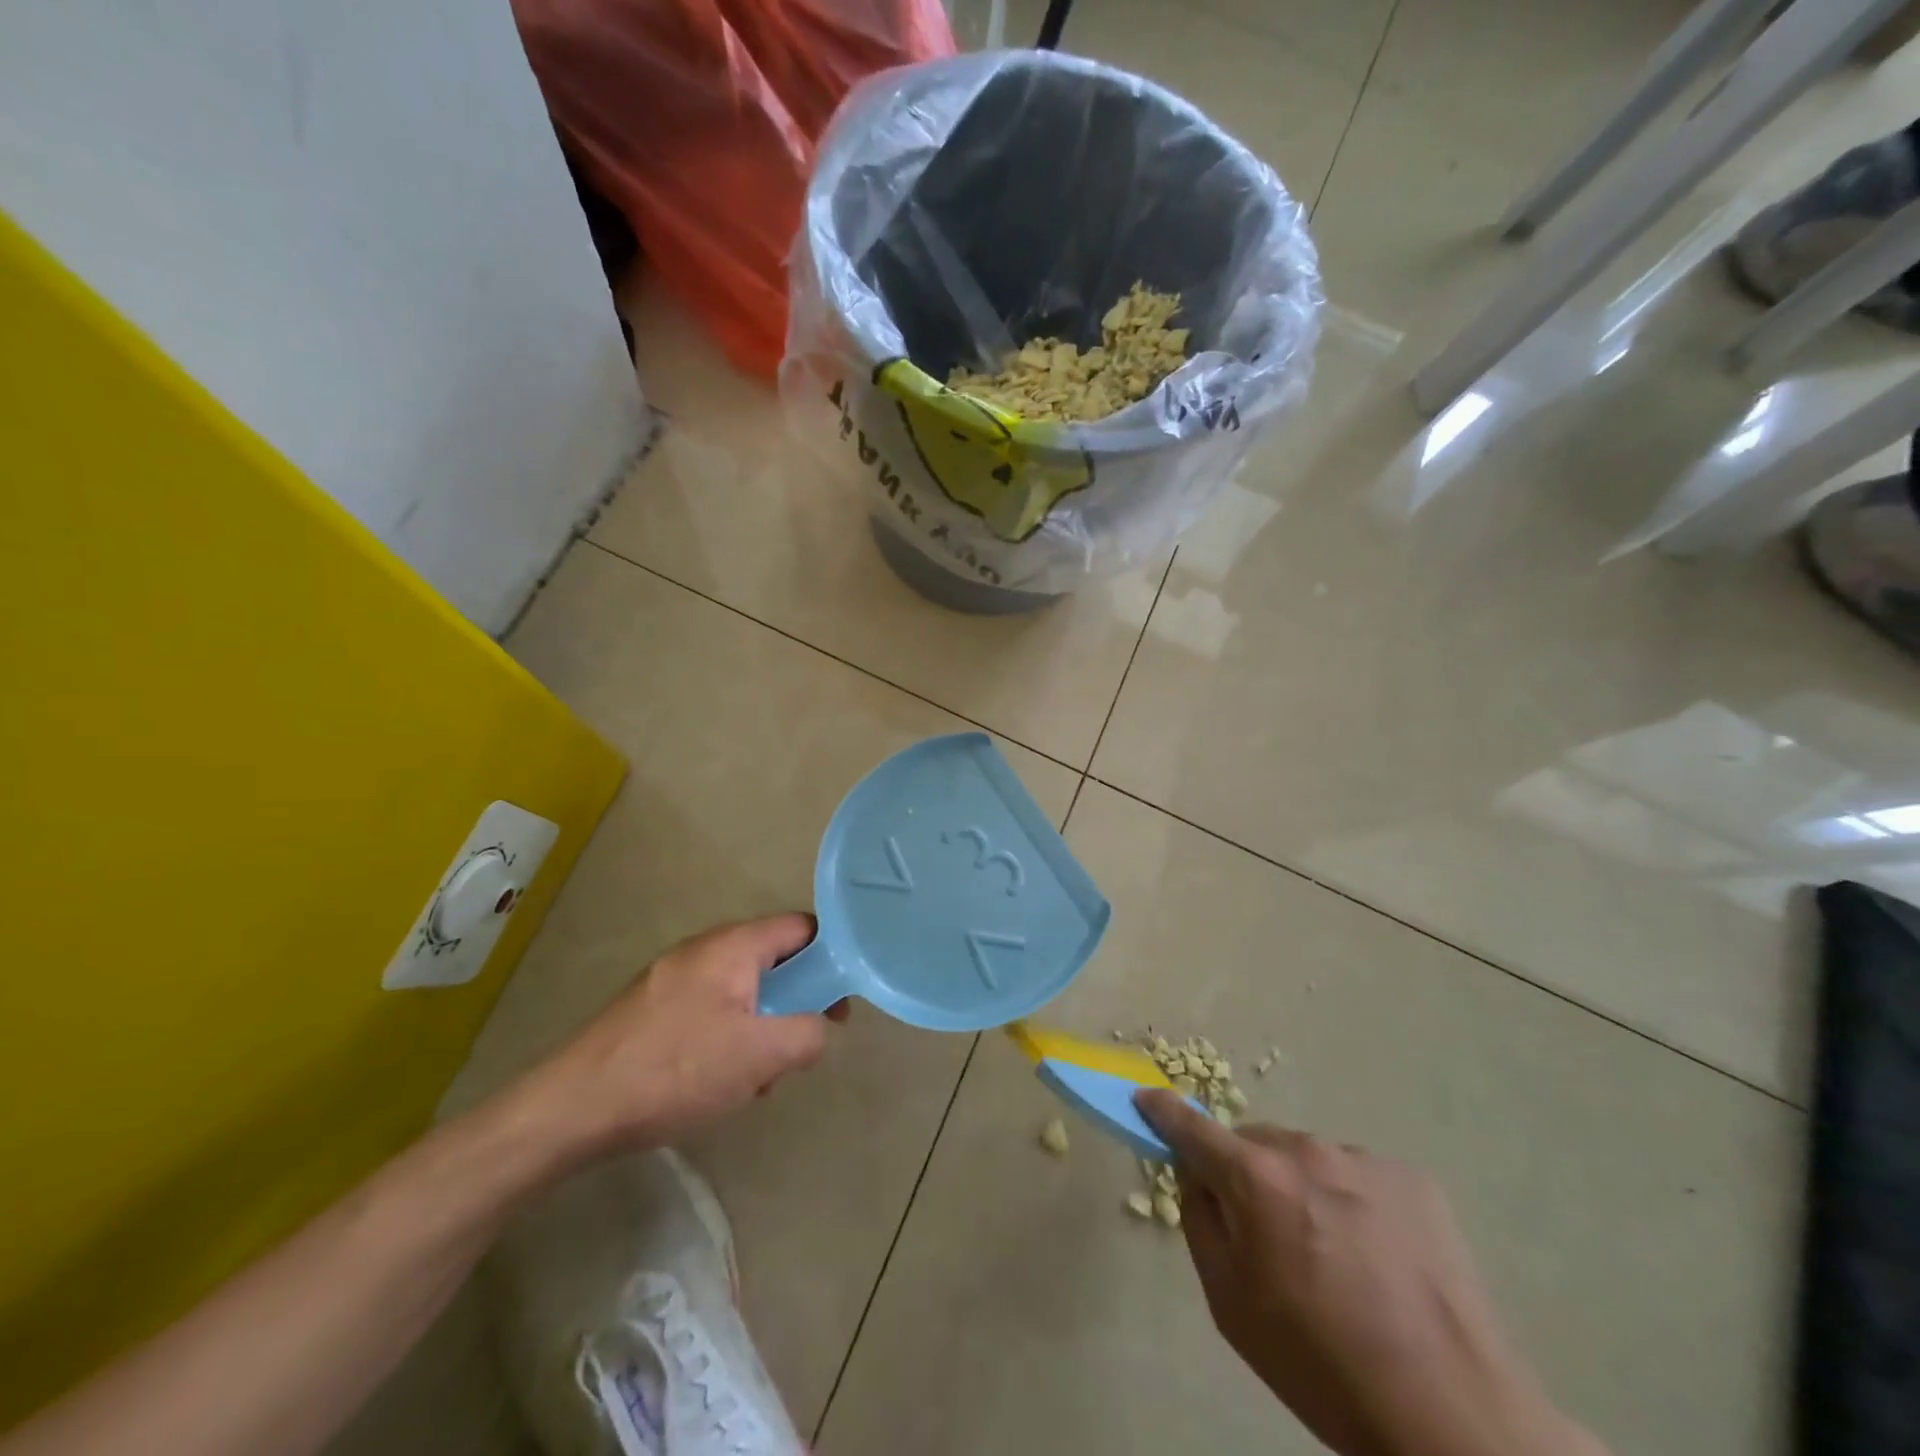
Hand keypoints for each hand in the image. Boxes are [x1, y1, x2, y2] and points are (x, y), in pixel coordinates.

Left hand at [535, 915, 845, 1159]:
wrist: (574, 1107)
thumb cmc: (676, 1070)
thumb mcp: (760, 1055)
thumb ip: (808, 1033)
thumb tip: (819, 1027)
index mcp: (733, 945)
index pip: (803, 928)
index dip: (832, 958)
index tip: (839, 1004)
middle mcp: (704, 948)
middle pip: (773, 961)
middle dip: (794, 1003)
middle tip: (796, 1048)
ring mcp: (674, 976)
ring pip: (742, 990)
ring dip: (761, 1027)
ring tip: (754, 1078)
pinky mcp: (653, 1007)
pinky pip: (711, 1008)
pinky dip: (729, 1036)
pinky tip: (716, 1081)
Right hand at [1135, 1091, 1604, 1455]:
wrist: (1452, 1419)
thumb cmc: (1320, 1366)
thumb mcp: (1230, 1304)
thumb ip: (1200, 1221)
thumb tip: (1195, 1173)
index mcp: (1255, 1179)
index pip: (1191, 1127)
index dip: (1163, 1112)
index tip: (1146, 1102)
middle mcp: (1306, 1150)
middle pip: (1253, 1143)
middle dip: (1245, 1173)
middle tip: (1267, 1235)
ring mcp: (1363, 1159)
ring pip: (1306, 1158)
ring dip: (1300, 1187)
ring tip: (1335, 1258)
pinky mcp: (1411, 1178)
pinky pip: (1356, 1175)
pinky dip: (1351, 1201)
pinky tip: (1378, 1259)